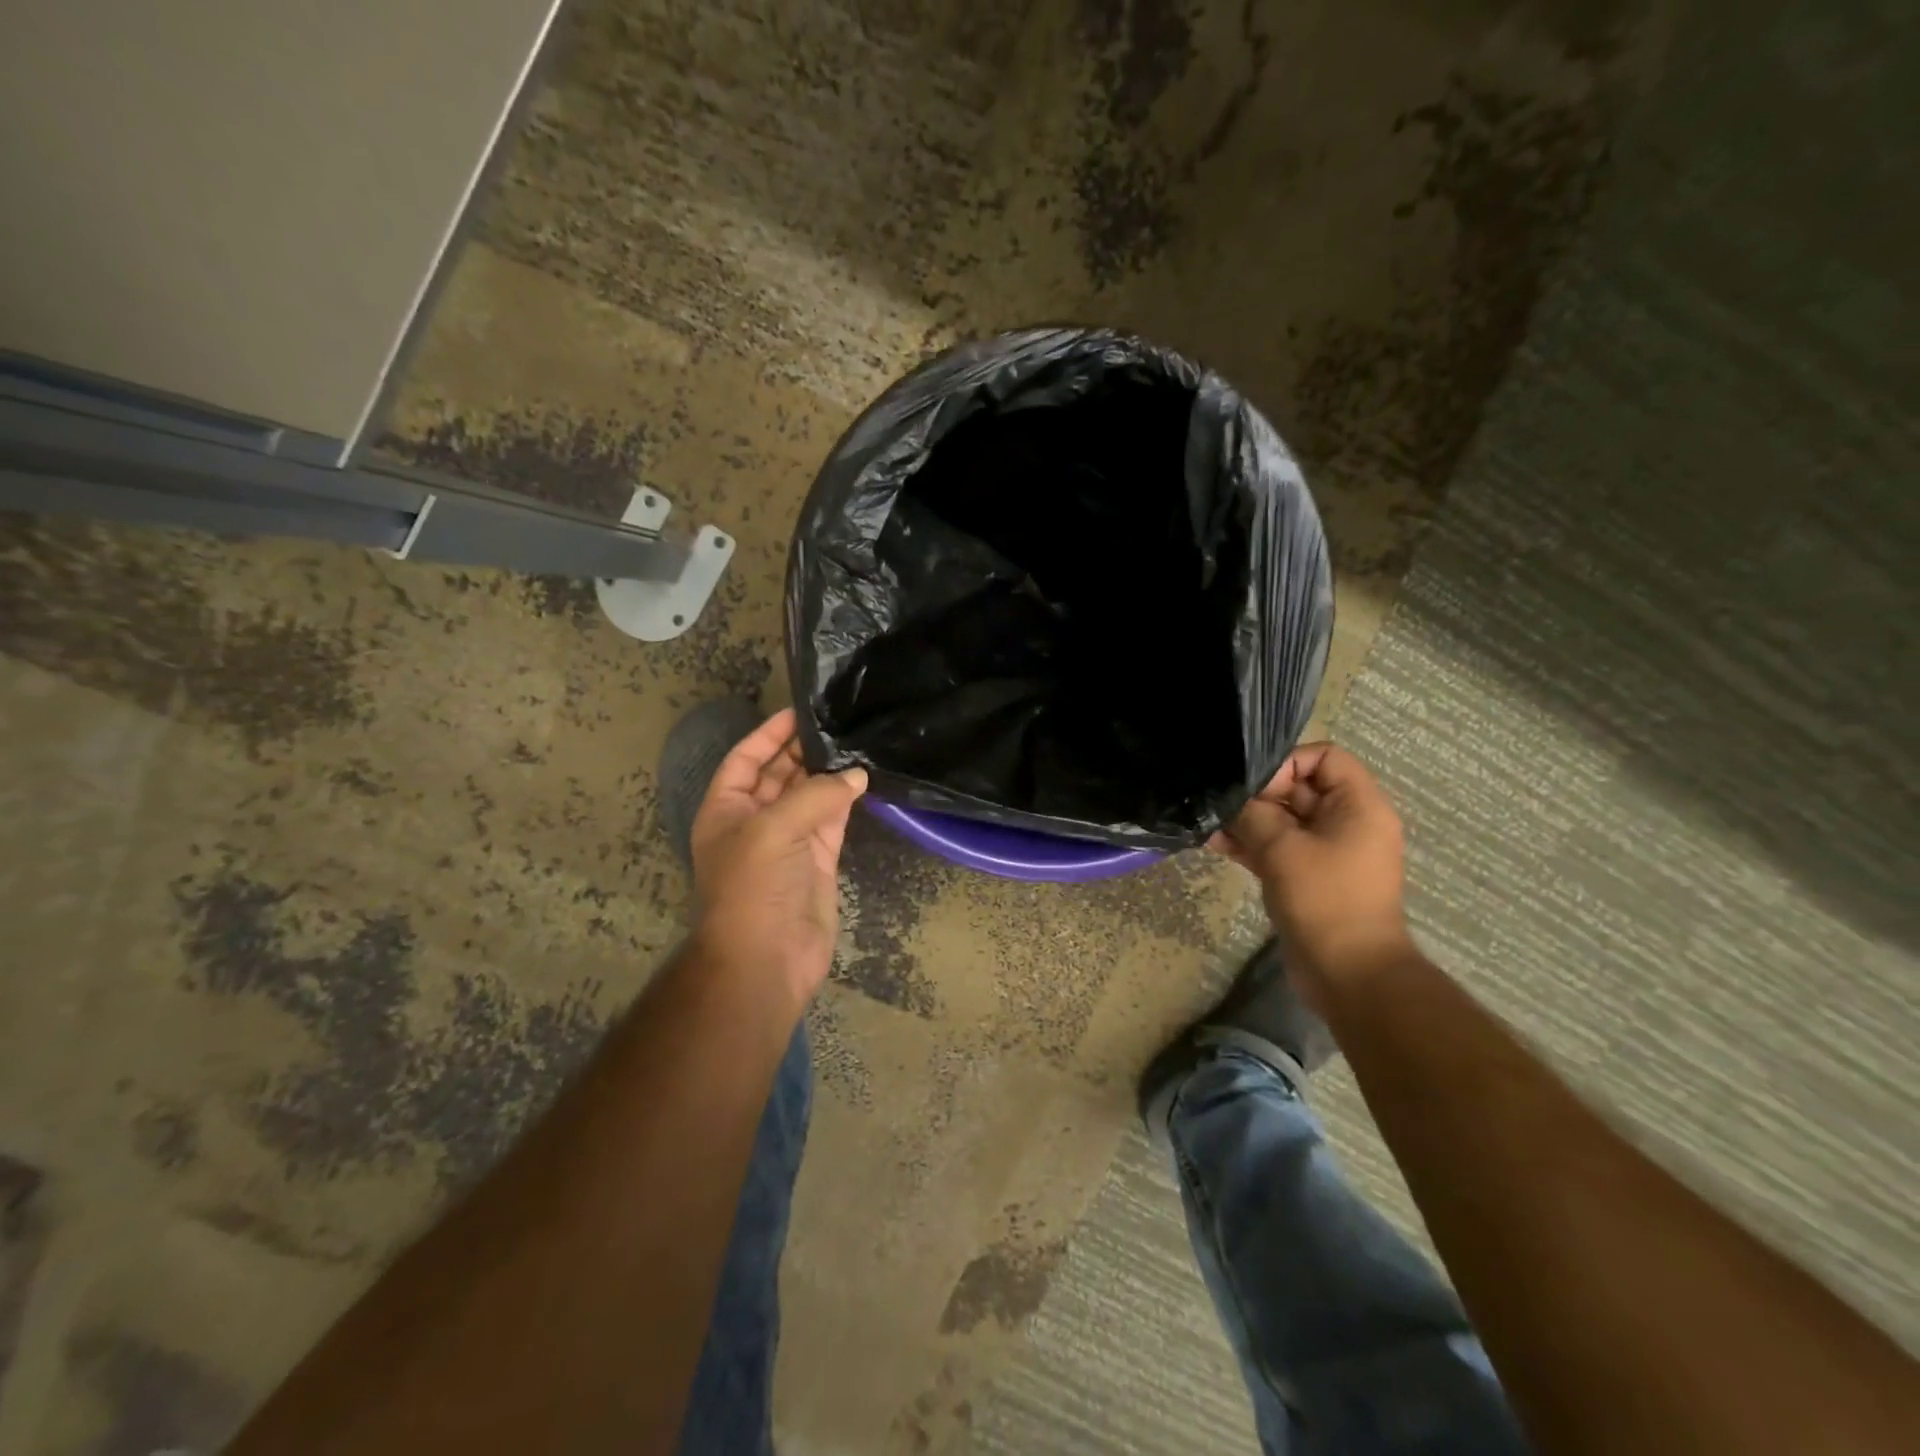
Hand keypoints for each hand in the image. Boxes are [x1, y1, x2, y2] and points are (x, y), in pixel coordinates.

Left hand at [688, 709, 866, 1006]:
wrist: (766, 958)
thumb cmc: (753, 887)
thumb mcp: (773, 829)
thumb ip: (815, 795)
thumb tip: (856, 774)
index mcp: (726, 809)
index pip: (746, 759)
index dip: (769, 734)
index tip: (800, 711)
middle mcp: (756, 820)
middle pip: (779, 773)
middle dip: (803, 749)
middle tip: (838, 721)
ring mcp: (789, 840)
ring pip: (809, 794)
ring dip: (829, 772)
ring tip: (856, 740)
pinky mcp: (819, 859)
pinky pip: (833, 819)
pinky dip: (847, 799)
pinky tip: (865, 778)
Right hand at [1210, 742, 1412, 995]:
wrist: (1349, 973)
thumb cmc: (1324, 899)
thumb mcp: (1281, 848)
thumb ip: (1252, 814)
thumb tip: (1229, 798)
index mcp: (1358, 805)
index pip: (1324, 757)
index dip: (1286, 764)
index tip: (1255, 788)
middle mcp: (1347, 821)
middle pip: (1299, 788)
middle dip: (1257, 795)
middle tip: (1220, 806)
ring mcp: (1328, 851)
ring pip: (1283, 820)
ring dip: (1247, 821)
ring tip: (1208, 826)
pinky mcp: (1310, 875)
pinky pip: (1280, 847)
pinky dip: (1252, 844)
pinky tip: (1215, 845)